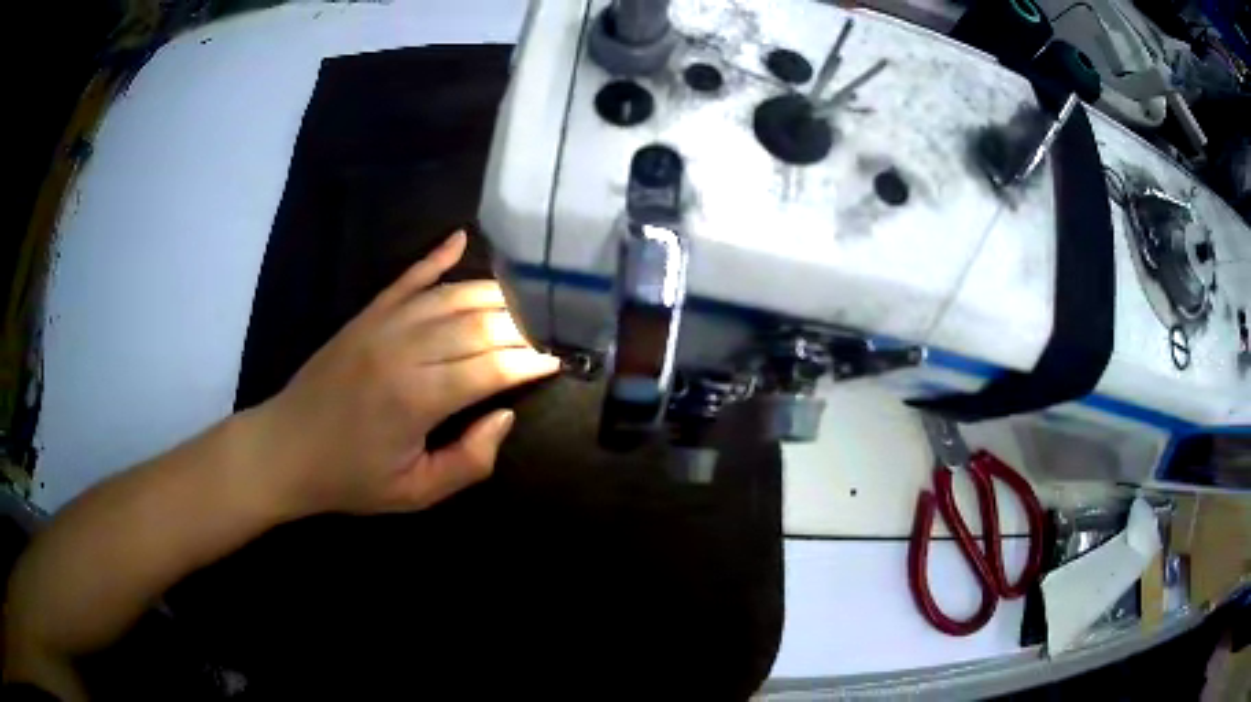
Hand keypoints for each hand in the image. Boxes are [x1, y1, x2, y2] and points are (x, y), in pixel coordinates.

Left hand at [248, 231, 559, 516]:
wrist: (285, 449)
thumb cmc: (351, 478)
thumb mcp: (416, 494)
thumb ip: (469, 461)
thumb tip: (504, 415)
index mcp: (417, 398)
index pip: (491, 367)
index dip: (529, 362)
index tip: (557, 360)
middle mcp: (403, 349)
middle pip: (478, 325)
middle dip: (522, 327)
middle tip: (551, 330)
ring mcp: (382, 324)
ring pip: (451, 296)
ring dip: (494, 294)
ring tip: (528, 299)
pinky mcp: (366, 315)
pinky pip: (407, 278)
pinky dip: (435, 257)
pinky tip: (460, 239)